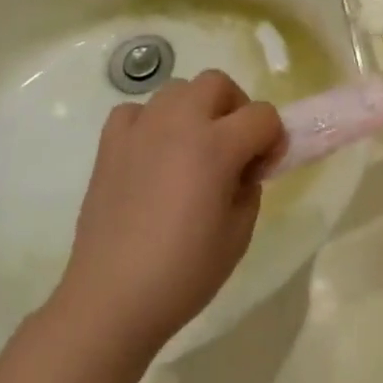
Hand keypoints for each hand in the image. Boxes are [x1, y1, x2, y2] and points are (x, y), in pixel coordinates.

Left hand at [58, 71, 283, 355]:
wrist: (113, 298)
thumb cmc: (185, 272)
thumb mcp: (240, 233)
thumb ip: (250, 186)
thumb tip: (244, 167)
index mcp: (216, 146)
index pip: (262, 115)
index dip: (273, 138)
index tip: (265, 168)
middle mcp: (178, 124)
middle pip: (218, 83)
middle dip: (235, 108)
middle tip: (234, 148)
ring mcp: (139, 130)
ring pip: (177, 89)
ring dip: (195, 110)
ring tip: (192, 150)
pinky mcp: (109, 144)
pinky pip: (137, 111)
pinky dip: (152, 122)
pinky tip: (153, 154)